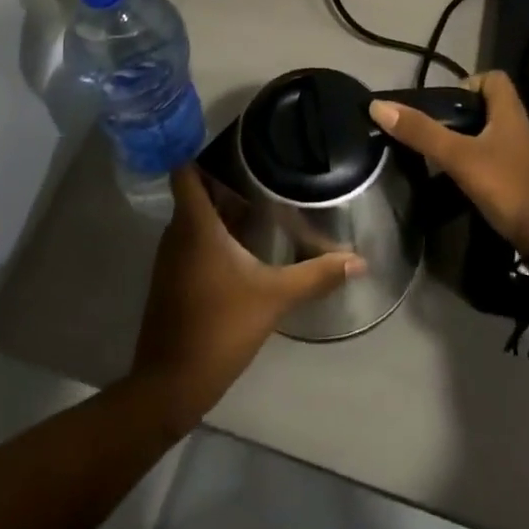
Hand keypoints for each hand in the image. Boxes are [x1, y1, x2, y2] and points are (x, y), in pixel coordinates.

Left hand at [131, 165, 365, 430]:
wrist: (170, 385)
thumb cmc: (219, 328)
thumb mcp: (274, 298)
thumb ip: (316, 275)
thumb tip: (358, 261)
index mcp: (195, 225)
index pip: (185, 171)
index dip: (202, 151)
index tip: (234, 142)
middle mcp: (177, 233)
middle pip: (196, 192)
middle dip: (226, 181)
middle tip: (264, 171)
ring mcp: (171, 258)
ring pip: (194, 218)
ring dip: (222, 210)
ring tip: (261, 203)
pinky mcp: (172, 280)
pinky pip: (192, 242)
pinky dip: (214, 236)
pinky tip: (245, 247)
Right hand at [371, 70, 528, 257]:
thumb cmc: (509, 187)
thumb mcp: (460, 157)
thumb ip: (422, 133)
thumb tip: (378, 105)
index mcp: (510, 114)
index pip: (494, 79)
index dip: (468, 82)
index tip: (444, 103)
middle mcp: (518, 130)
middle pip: (487, 109)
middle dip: (458, 116)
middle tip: (431, 131)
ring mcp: (521, 159)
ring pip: (488, 138)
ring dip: (464, 143)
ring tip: (435, 156)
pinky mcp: (519, 184)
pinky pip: (492, 164)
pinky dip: (473, 167)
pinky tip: (454, 182)